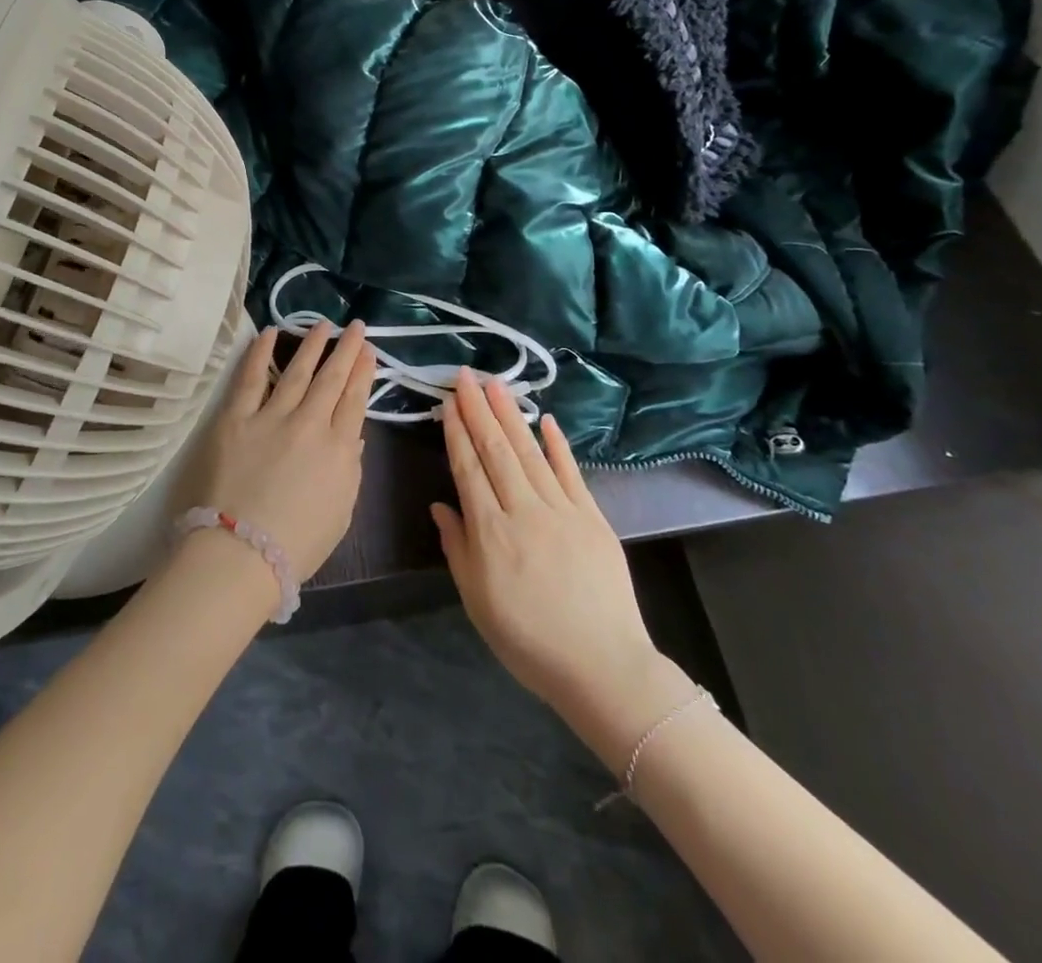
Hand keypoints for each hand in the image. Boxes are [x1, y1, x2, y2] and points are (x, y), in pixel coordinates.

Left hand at [186, 322, 376, 577]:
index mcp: (339, 449)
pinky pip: (251, 378)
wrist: (243, 553)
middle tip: (355, 326)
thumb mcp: (341, 511)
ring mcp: (272, 417)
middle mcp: (310, 424)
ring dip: (312, 345)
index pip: (355, 400)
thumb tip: (352, 435)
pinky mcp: (236, 418)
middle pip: (331, 379)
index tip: (368, 351)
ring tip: (323, 324)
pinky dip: (260, 353)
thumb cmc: (297, 543)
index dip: (363, 372)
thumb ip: (349, 468)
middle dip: (346, 349)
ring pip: (297, 371)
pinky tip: (271, 333)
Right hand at [434, 373, 687, 762]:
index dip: (457, 433)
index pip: (468, 469)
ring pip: (529, 452)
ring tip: (495, 384)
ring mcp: (561, 510)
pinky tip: (545, 419)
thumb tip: (440, 506)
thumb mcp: (477, 601)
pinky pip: (570, 472)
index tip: (449, 403)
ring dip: (510, 415)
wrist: (601, 666)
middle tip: (466, 376)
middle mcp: (522, 510)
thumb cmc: (528, 640)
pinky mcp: (592, 517)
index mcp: (490, 532)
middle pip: (496, 450)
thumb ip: (457, 548)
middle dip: (478, 410)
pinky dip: (557, 444)